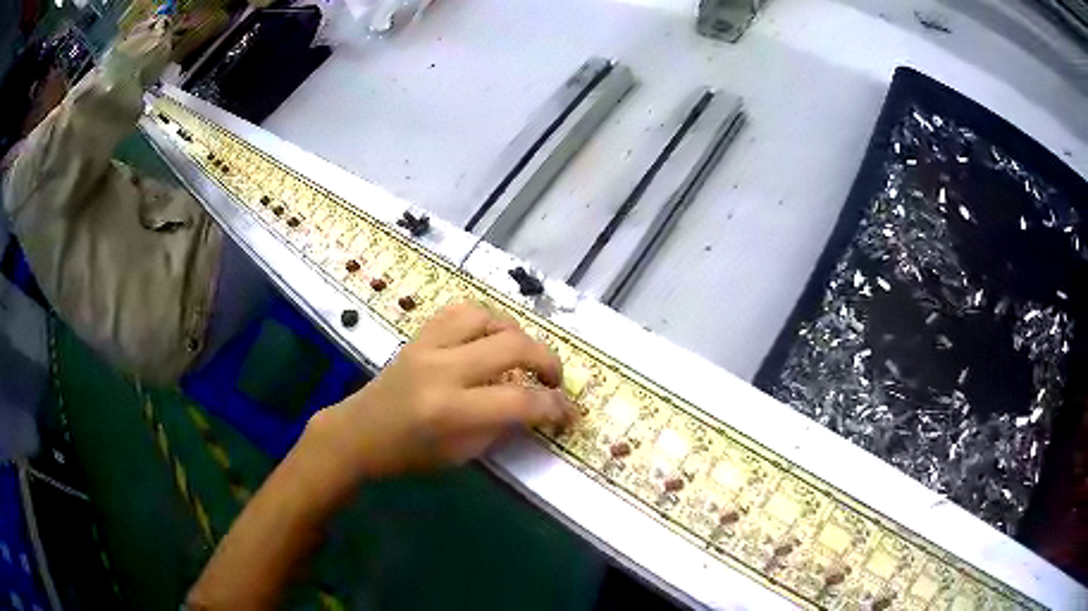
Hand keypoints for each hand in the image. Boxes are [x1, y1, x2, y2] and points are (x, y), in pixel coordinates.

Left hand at [307, 302, 576, 482]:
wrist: (358, 431)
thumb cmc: (408, 454)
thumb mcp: (461, 454)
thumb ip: (501, 426)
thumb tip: (534, 406)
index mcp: (450, 411)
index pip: (520, 400)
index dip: (555, 407)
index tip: (569, 414)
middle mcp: (442, 369)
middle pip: (513, 346)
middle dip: (548, 362)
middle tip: (555, 381)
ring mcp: (428, 345)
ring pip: (488, 316)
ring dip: (518, 334)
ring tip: (524, 355)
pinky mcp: (420, 334)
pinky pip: (461, 309)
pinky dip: (487, 319)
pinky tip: (492, 336)